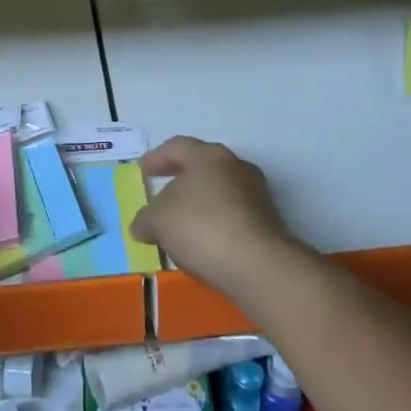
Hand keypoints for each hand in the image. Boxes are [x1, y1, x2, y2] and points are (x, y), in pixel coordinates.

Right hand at [131, 136, 299, 297]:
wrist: (257, 264)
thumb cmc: (201, 226)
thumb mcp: (157, 221)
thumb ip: (145, 219)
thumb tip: (143, 225)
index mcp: (209, 156)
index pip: (178, 146)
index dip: (157, 157)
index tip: (143, 170)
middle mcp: (236, 167)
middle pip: (202, 168)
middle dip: (180, 182)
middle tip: (161, 196)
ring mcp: (256, 195)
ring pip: (219, 194)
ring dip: (199, 207)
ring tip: (180, 229)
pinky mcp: (268, 223)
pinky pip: (232, 218)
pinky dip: (215, 227)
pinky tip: (202, 247)